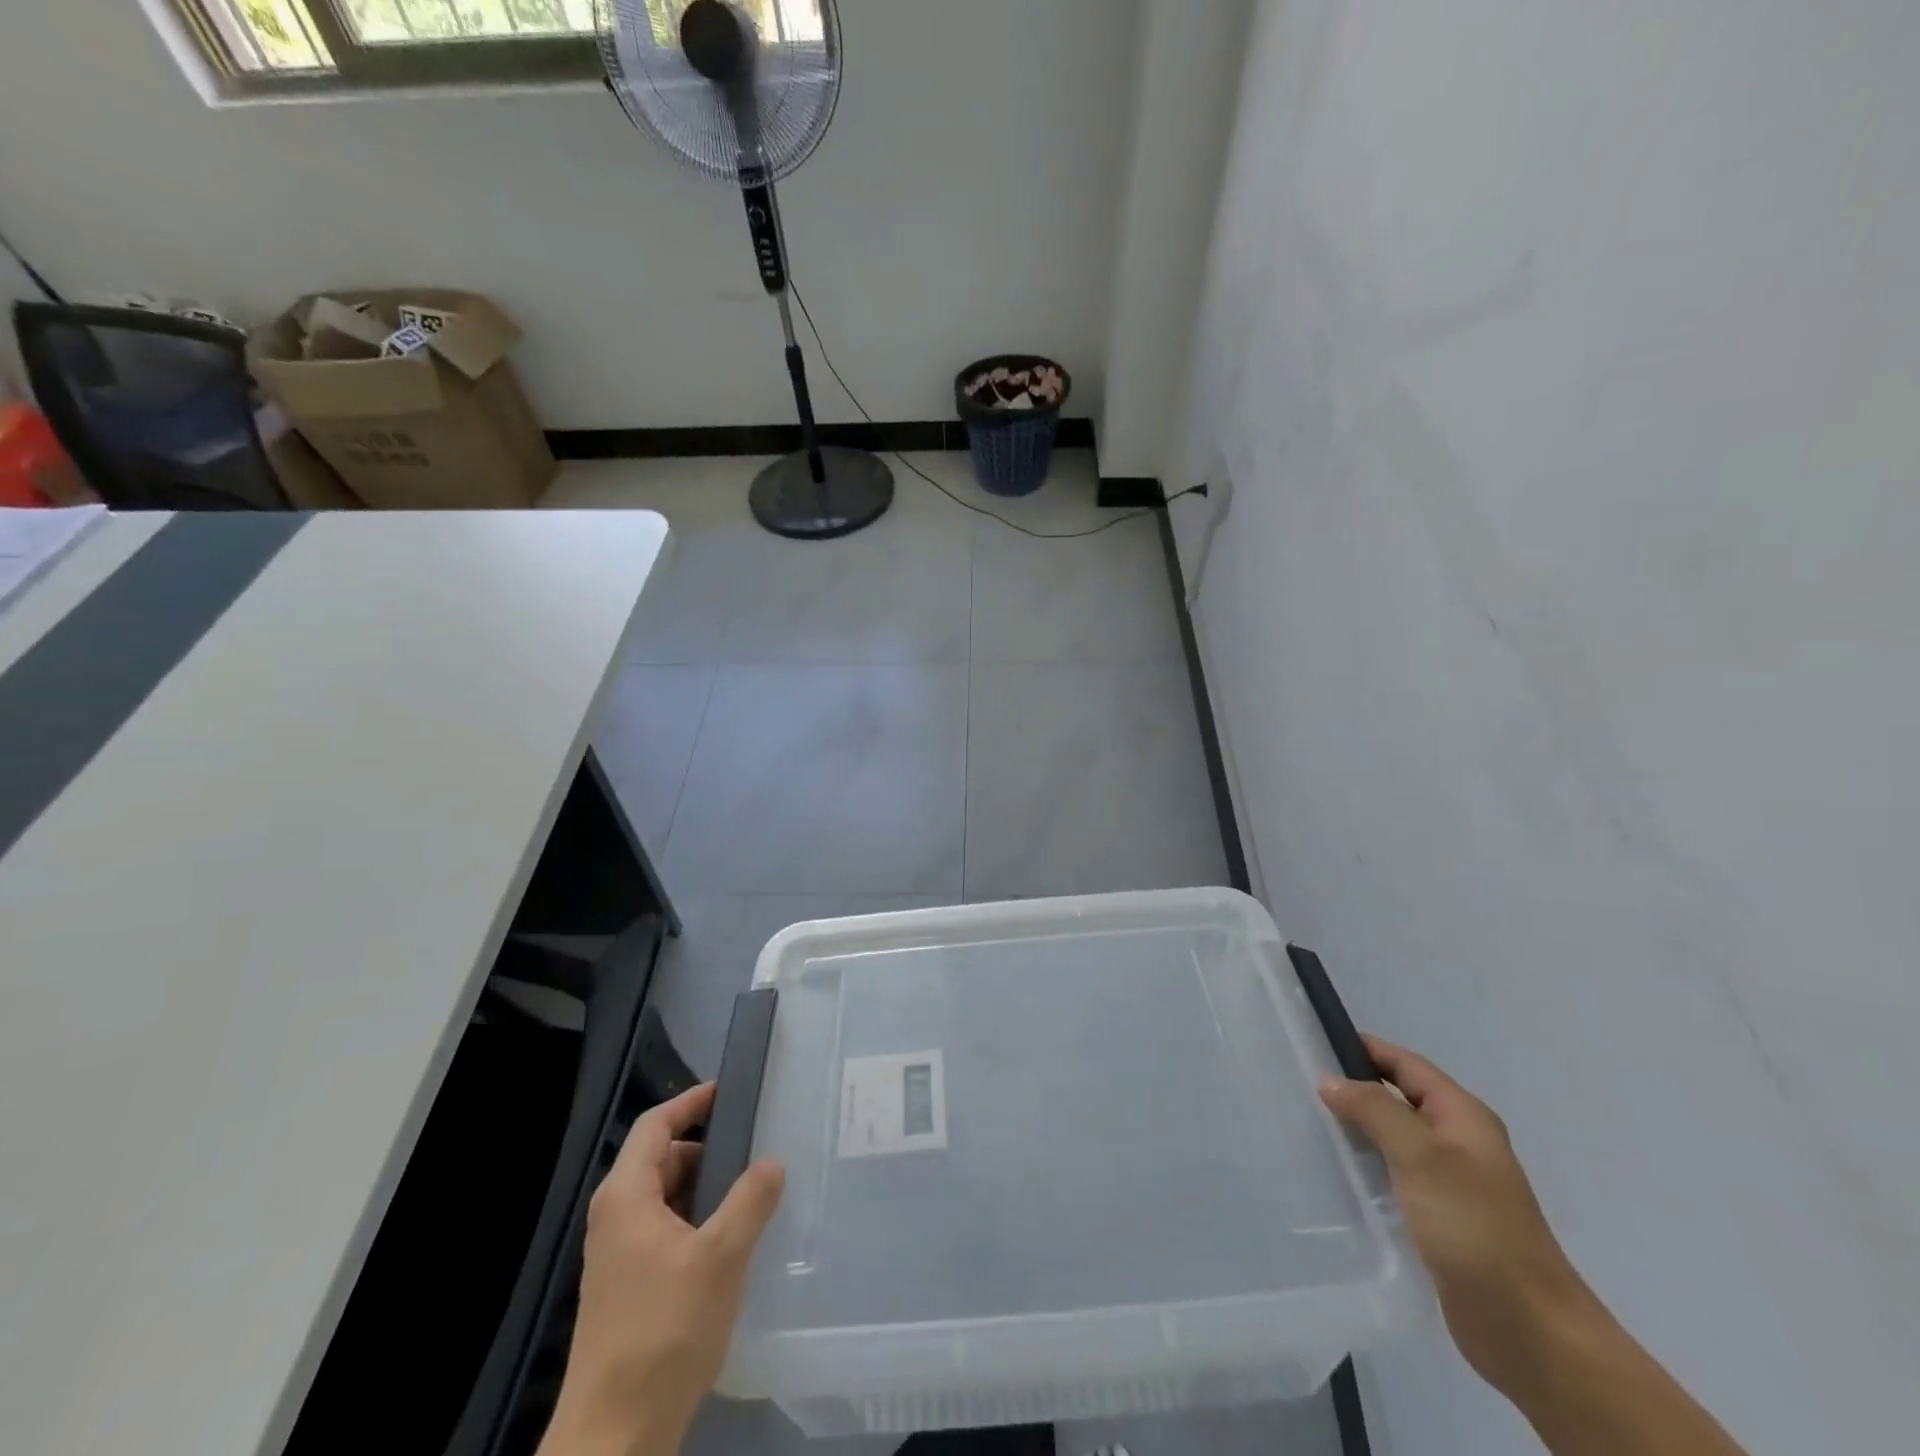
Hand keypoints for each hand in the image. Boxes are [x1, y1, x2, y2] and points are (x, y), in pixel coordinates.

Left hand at [539, 1083, 785, 1455]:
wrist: (613, 1437)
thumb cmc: (665, 1331)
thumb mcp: (721, 1257)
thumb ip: (750, 1200)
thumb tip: (771, 1162)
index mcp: (626, 1196)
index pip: (655, 1124)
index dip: (692, 1101)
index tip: (730, 1091)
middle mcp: (615, 1217)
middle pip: (661, 1159)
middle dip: (706, 1149)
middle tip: (754, 1147)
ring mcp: (618, 1255)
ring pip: (664, 1198)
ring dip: (704, 1189)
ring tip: (750, 1194)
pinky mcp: (626, 1287)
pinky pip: (664, 1230)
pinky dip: (695, 1221)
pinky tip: (730, 1242)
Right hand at [1320, 1037, 1596, 1394]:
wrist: (1532, 1331)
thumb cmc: (1477, 1229)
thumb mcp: (1421, 1156)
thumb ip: (1374, 1110)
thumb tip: (1331, 1080)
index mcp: (1463, 1116)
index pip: (1406, 1064)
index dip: (1365, 1049)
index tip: (1315, 1042)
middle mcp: (1459, 1142)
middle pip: (1399, 1098)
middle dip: (1355, 1088)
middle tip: (1301, 1084)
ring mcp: (1452, 1183)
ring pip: (1394, 1138)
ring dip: (1358, 1129)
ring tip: (1308, 1123)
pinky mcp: (1441, 1219)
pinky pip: (1395, 1176)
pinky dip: (1367, 1166)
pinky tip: (1338, 1174)